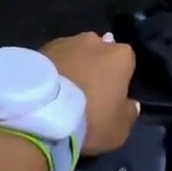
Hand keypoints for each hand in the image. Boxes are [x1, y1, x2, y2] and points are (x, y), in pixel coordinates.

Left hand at [42, 33, 138, 153]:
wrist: (42, 112)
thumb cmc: (90, 119)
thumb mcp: (119, 129)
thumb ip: (129, 113)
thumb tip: (131, 104)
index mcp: (121, 56)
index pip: (127, 62)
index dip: (119, 79)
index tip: (112, 96)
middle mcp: (96, 41)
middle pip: (101, 52)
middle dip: (96, 66)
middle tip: (87, 92)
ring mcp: (66, 41)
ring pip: (76, 53)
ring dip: (74, 65)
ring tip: (63, 90)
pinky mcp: (41, 48)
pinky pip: (54, 58)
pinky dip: (54, 69)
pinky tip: (47, 89)